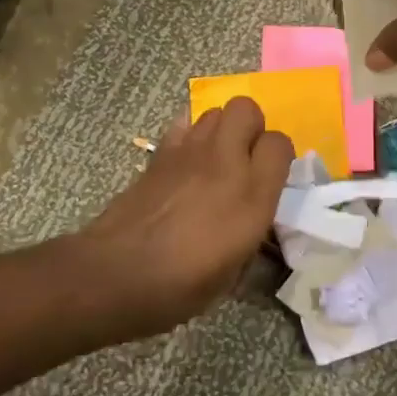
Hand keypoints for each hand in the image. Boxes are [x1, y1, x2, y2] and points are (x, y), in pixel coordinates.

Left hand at [73, 96, 294, 339]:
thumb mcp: (233, 273)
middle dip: (250, 126)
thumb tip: (249, 218)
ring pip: (214, 111)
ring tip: (214, 159)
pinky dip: (190, 135)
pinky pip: (183, 125)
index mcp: (252, 196)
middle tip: (245, 157)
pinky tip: (185, 163)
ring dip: (220, 129)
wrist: (117, 275)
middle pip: (246, 108)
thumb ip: (249, 232)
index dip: (278, 156)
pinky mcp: (158, 155)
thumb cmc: (181, 287)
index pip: (280, 144)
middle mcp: (225, 163)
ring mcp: (188, 153)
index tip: (272, 176)